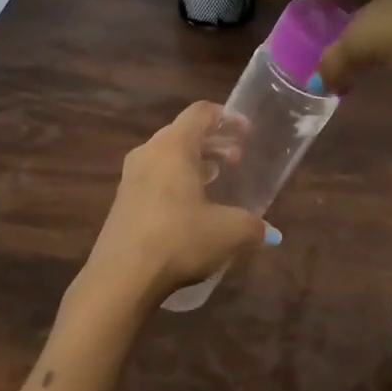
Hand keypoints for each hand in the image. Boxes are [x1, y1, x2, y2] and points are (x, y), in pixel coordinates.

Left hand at [76, 102, 274, 307]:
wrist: (121, 278)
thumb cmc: (179, 239)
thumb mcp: (228, 232)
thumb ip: (253, 226)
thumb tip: (270, 233)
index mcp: (174, 146)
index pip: (200, 112)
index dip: (227, 117)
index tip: (247, 132)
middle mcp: (149, 152)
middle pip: (184, 133)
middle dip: (213, 142)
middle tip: (237, 160)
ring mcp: (131, 177)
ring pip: (167, 156)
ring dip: (195, 162)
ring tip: (217, 180)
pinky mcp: (122, 202)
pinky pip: (155, 177)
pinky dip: (176, 180)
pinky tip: (191, 207)